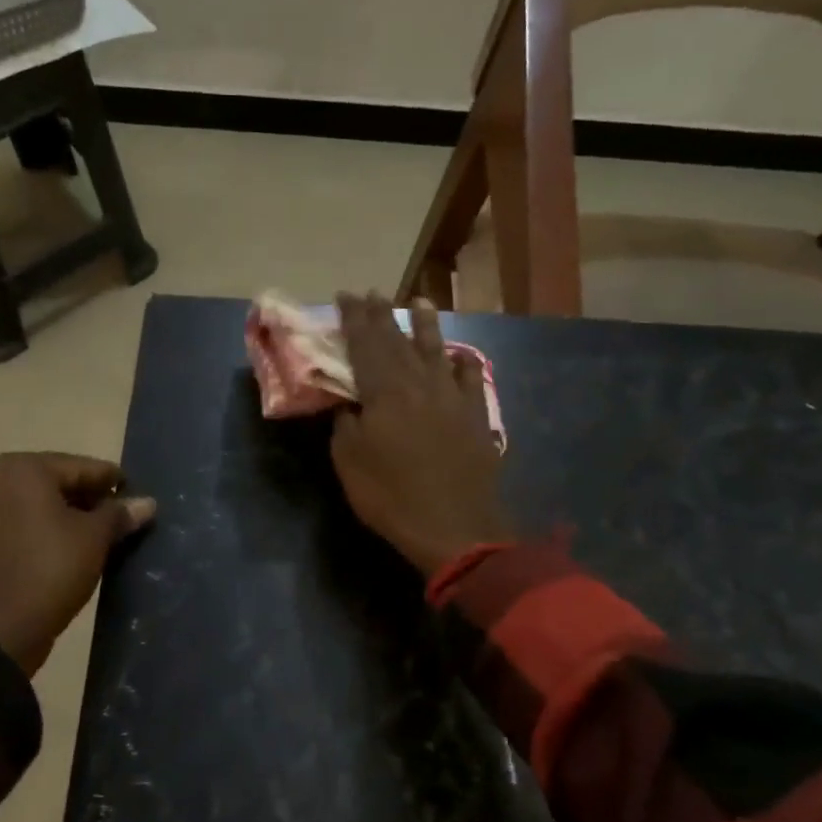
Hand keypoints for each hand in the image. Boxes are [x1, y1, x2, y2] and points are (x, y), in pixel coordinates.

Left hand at [0, 452, 155, 673]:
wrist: (2, 630)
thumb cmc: (52, 570)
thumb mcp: (96, 538)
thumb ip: (119, 513)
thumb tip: (147, 503)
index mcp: (23, 469)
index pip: (82, 467)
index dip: (112, 483)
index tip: (134, 497)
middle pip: (55, 482)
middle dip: (87, 499)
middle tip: (117, 519)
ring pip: (35, 504)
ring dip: (64, 515)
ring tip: (94, 536)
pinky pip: (17, 524)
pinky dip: (40, 530)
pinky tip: (63, 549)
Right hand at [330, 293, 510, 576]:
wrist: (455, 527)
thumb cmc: (392, 496)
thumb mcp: (349, 461)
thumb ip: (346, 424)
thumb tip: (350, 404)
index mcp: (385, 391)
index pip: (365, 344)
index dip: (354, 319)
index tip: (345, 296)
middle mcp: (420, 383)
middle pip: (398, 340)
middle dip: (382, 315)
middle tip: (371, 293)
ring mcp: (452, 397)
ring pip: (436, 350)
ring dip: (426, 325)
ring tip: (420, 302)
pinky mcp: (475, 416)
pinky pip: (470, 379)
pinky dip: (463, 363)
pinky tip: (459, 355)